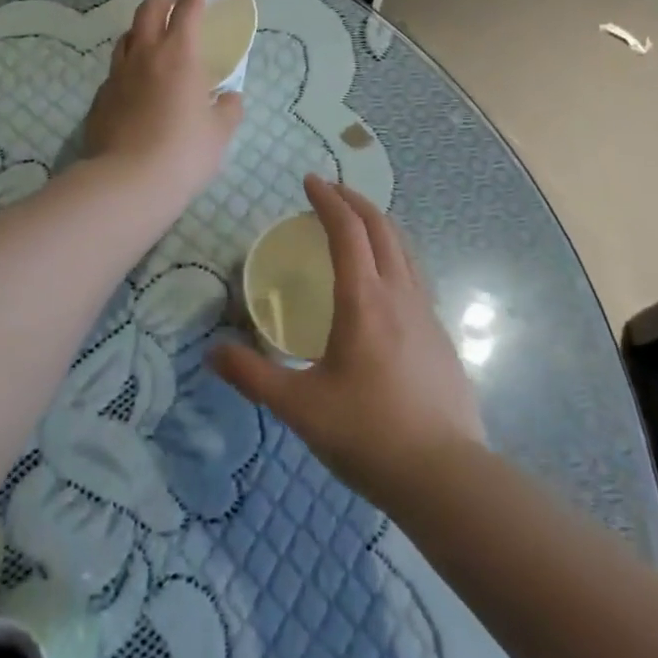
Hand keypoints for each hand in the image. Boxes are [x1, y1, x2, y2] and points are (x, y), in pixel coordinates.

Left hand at [83, 0, 244, 206]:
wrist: (130, 181)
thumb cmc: (185, 152)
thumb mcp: (219, 132)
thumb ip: (228, 109)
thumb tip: (229, 98)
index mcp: (180, 55)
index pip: (187, 10)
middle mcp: (145, 56)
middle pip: (149, 11)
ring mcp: (118, 75)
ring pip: (126, 37)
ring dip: (140, 26)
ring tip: (148, 29)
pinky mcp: (101, 98)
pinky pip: (116, 70)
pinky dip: (128, 63)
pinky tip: (133, 77)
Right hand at [212, 176, 486, 507]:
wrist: (446, 476)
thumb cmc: (368, 433)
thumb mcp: (300, 407)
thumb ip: (254, 376)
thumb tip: (212, 353)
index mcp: (363, 299)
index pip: (347, 230)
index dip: (327, 199)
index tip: (309, 181)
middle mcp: (399, 293)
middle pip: (381, 226)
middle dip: (354, 201)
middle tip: (330, 192)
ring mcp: (426, 312)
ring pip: (404, 247)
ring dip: (378, 224)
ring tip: (356, 225)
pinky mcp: (440, 334)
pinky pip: (414, 274)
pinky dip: (393, 254)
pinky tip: (383, 282)